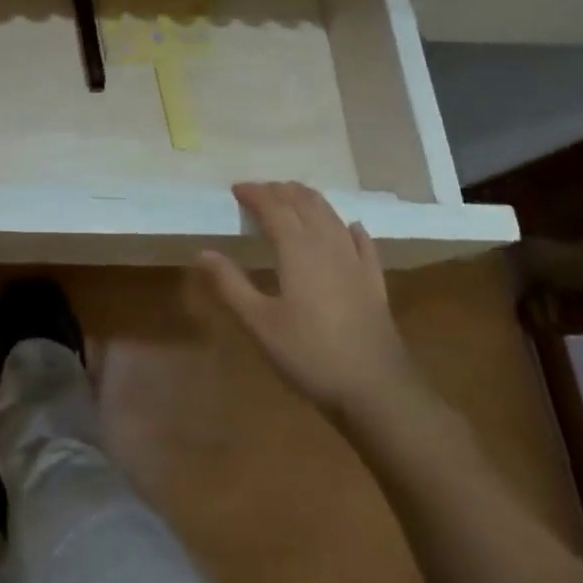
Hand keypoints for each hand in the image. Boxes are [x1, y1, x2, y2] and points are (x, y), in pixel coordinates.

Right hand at [198, 182, 418, 421]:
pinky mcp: (375, 284)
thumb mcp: (260, 324)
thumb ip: (230, 285)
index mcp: (297, 249)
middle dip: (281, 191)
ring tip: (294, 198)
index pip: (273, 207)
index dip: (254, 194)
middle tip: (260, 192)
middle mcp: (328, 245)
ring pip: (332, 217)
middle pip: (304, 204)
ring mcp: (356, 263)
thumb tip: (203, 253)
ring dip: (310, 201)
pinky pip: (364, 244)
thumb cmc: (311, 355)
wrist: (379, 393)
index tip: (236, 189)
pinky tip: (350, 228)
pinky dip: (351, 229)